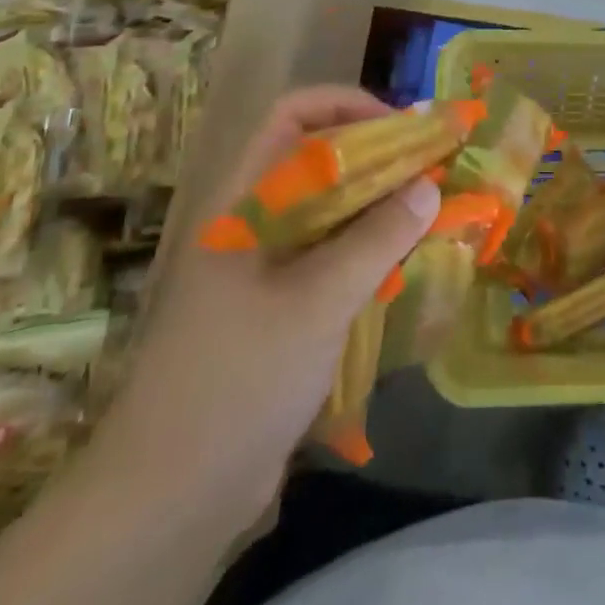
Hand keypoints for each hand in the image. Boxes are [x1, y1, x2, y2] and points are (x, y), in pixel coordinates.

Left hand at [95, 87, 439, 510]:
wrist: (171, 499)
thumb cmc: (239, 379)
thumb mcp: (317, 301)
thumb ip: (377, 239)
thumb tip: (429, 189)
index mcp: (244, 201)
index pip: (292, 115)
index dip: (348, 106)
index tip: (403, 128)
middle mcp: (254, 222)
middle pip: (319, 161)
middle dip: (378, 157)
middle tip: (433, 170)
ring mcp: (264, 267)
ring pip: (330, 212)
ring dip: (379, 207)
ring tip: (432, 214)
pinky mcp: (279, 308)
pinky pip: (331, 258)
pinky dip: (369, 251)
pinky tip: (407, 265)